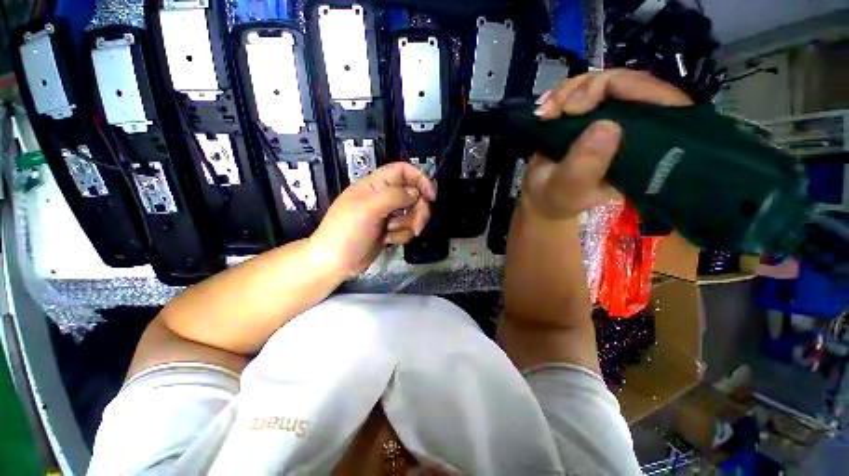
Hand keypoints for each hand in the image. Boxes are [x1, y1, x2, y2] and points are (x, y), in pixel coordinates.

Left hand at [308, 162, 435, 277]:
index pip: (403, 171)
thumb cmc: (346, 232)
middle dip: (418, 210)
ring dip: (407, 225)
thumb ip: (394, 196)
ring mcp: (387, 215)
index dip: (419, 179)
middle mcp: (383, 197)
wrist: (335, 263)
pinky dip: (401, 235)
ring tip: (391, 233)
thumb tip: (415, 192)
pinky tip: (387, 240)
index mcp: (375, 185)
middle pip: (413, 194)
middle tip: (417, 224)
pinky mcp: (390, 230)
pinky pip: (406, 228)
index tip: (431, 196)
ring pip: (412, 213)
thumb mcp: (369, 209)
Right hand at [522, 69, 692, 219]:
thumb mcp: (569, 188)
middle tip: (562, 109)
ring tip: (544, 113)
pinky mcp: (590, 113)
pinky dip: (560, 93)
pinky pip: (582, 88)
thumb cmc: (557, 198)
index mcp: (645, 150)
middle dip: (590, 88)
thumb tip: (608, 126)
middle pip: (629, 83)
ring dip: (568, 91)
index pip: (662, 103)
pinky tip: (544, 107)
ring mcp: (612, 117)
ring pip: (602, 81)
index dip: (631, 87)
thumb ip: (585, 165)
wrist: (541, 196)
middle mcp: (635, 128)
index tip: (589, 99)